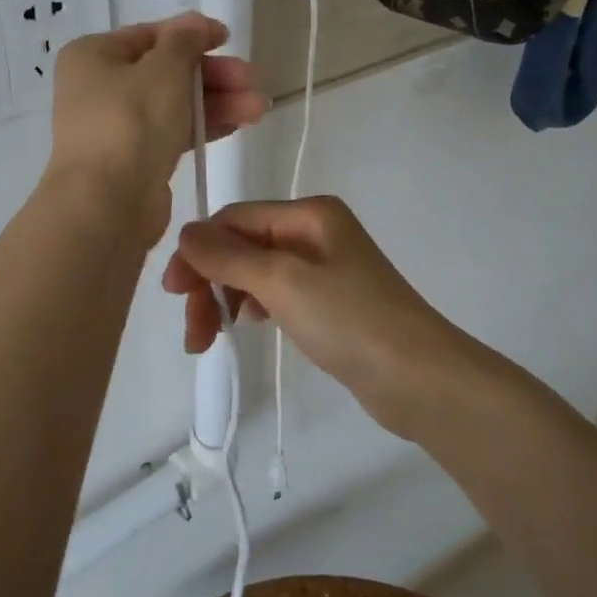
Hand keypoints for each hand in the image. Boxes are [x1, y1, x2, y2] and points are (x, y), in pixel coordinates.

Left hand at [44, 13, 266, 246]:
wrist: (106, 204)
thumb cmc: (130, 122)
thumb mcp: (163, 69)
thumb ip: (184, 40)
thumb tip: (195, 22)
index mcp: (92, 56)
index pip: (149, 36)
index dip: (191, 34)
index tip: (228, 39)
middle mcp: (98, 87)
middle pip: (164, 71)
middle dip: (212, 75)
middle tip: (251, 79)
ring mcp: (115, 125)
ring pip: (172, 103)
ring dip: (215, 102)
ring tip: (258, 108)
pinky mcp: (132, 159)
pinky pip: (171, 132)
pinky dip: (202, 126)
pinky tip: (239, 124)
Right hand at [162, 196, 494, 438]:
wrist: (423, 381)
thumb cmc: (351, 321)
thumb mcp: (282, 282)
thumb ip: (228, 256)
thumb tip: (184, 234)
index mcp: (308, 214)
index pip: (234, 219)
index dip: (199, 251)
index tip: (173, 294)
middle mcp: (314, 232)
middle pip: (242, 245)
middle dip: (209, 282)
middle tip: (192, 332)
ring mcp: (323, 268)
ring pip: (254, 272)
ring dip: (224, 299)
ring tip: (209, 341)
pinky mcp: (328, 302)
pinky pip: (275, 294)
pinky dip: (251, 308)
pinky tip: (245, 327)